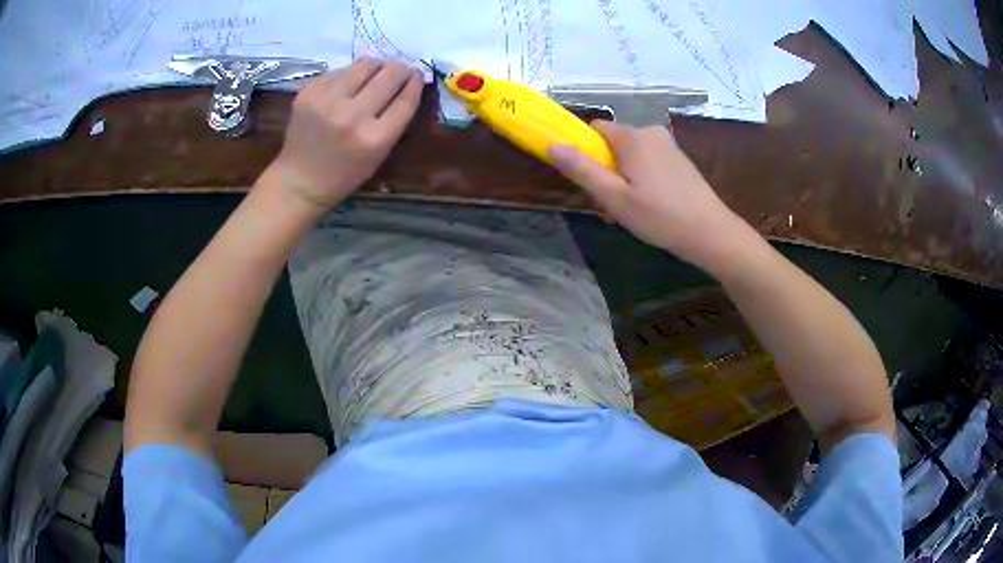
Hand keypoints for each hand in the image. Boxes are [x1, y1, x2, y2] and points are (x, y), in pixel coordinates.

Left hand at [267, 58, 423, 215]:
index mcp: (374, 139)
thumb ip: (395, 120)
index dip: (415, 82)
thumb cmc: (344, 173)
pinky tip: (346, 86)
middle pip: (389, 75)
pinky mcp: (308, 93)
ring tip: (375, 72)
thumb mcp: (379, 154)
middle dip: (400, 69)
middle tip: (400, 70)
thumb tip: (408, 82)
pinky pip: (339, 71)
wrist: (299, 180)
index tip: (417, 75)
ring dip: (376, 66)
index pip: (406, 98)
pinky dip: (348, 75)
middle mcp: (352, 116)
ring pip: (364, 65)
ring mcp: (327, 102)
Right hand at [549, 121, 753, 271]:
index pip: (595, 128)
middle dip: (606, 167)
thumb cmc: (660, 216)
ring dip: (625, 176)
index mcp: (632, 137)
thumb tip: (552, 144)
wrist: (711, 233)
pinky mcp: (680, 160)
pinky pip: (650, 161)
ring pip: (633, 154)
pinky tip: (651, 205)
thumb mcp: (615, 198)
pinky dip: (643, 177)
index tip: (589, 178)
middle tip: (611, 203)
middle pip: (614, 142)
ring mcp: (669, 145)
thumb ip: (583, 169)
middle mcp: (651, 132)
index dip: (586, 149)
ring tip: (632, 209)